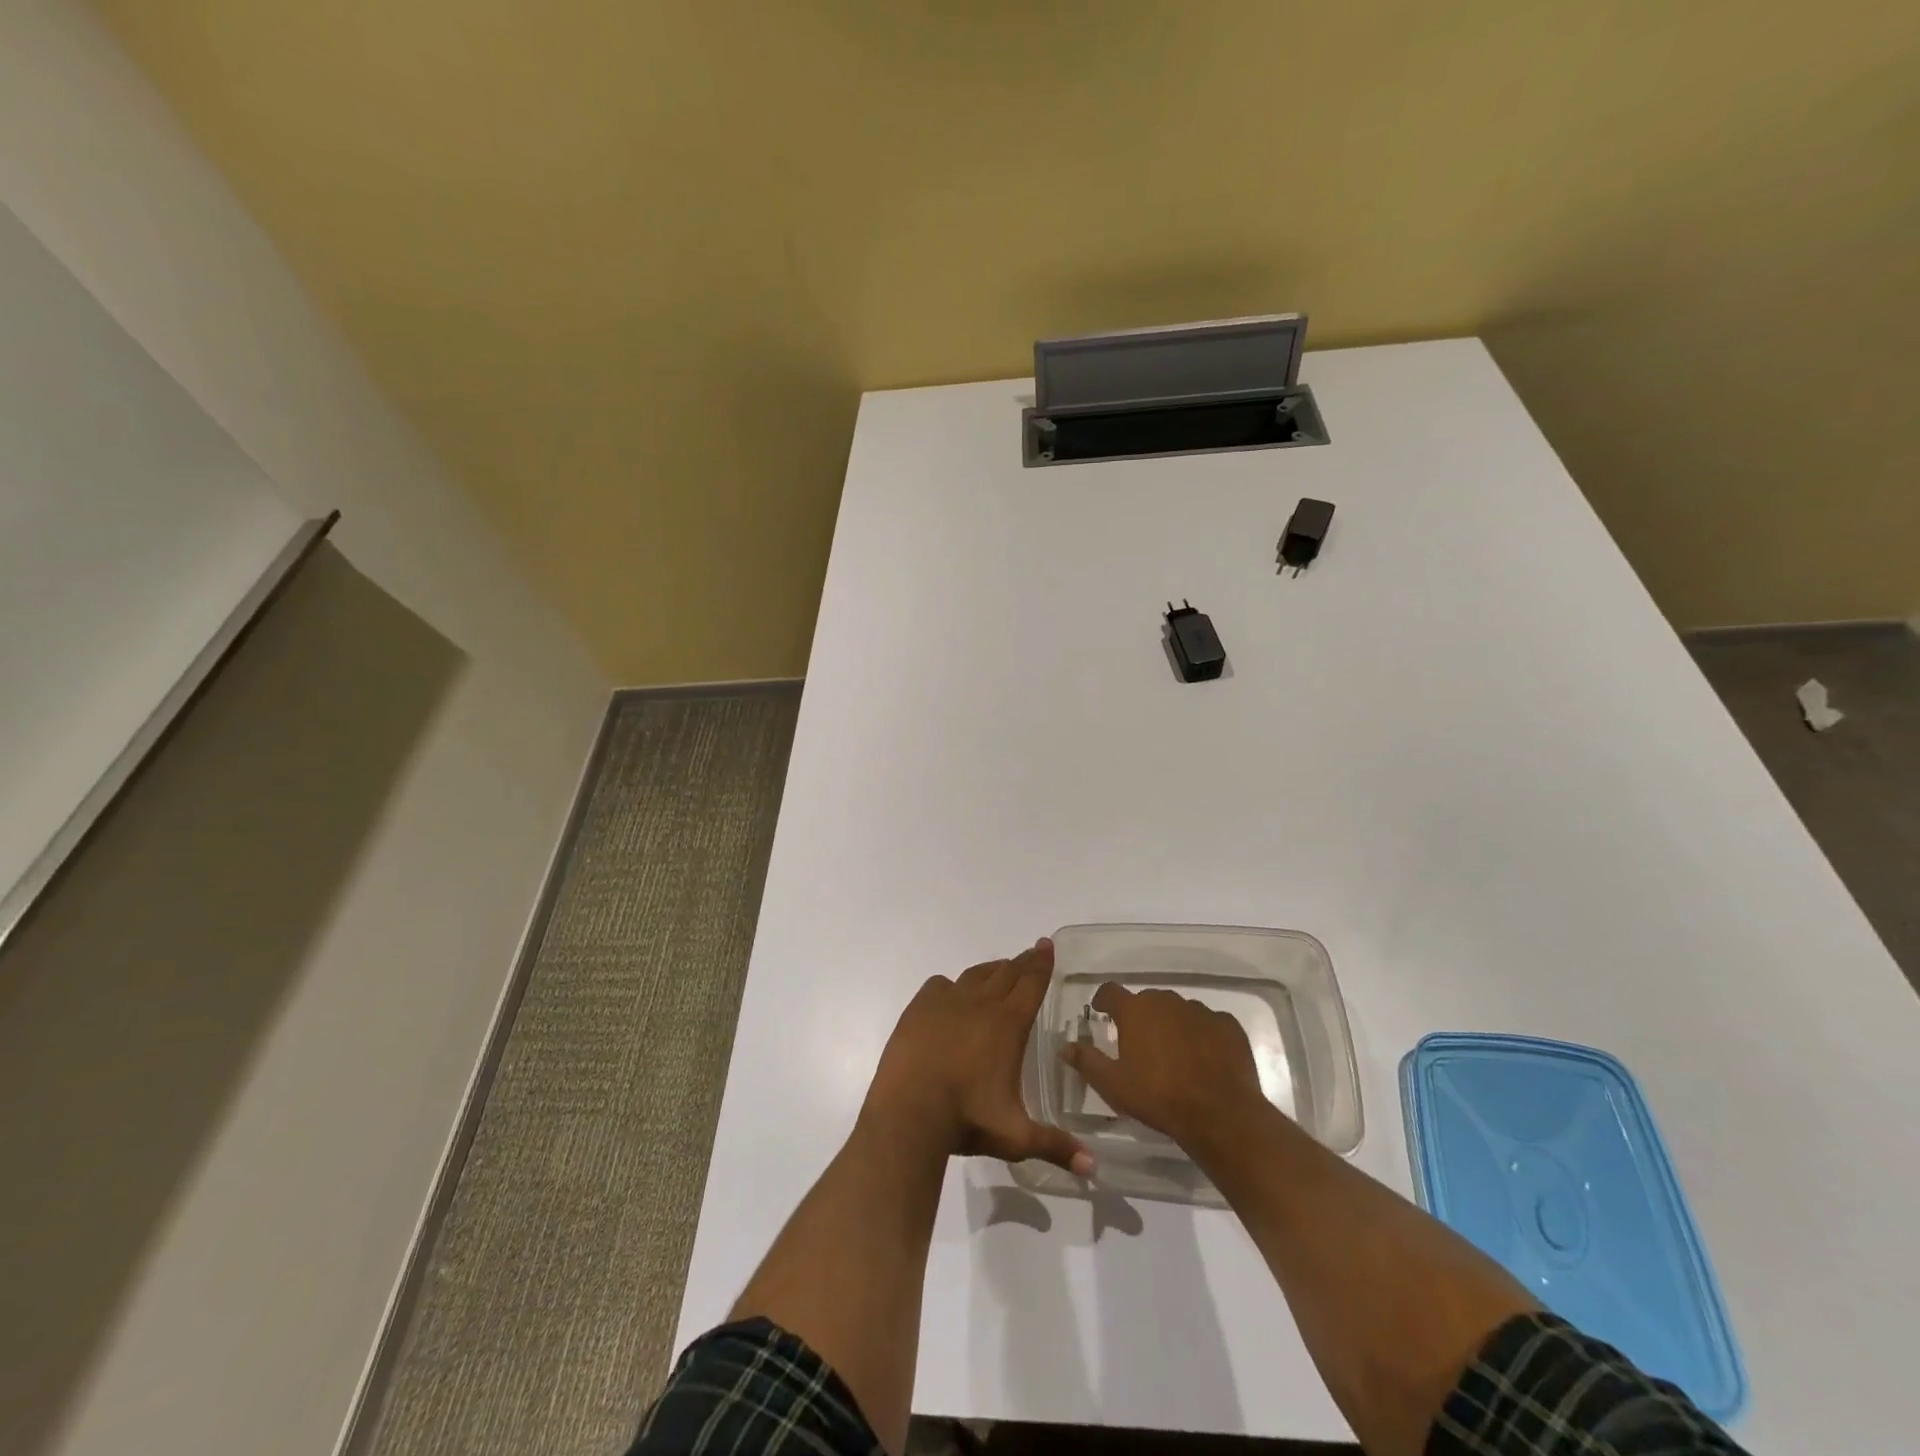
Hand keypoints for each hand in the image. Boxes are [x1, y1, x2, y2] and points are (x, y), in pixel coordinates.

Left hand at [864, 938, 1092, 1175]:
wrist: (909, 1113)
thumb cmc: (967, 1120)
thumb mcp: (1016, 1137)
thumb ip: (1055, 1146)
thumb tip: (1094, 1169)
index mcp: (1008, 1025)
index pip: (1031, 983)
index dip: (1042, 963)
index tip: (1046, 945)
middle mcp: (981, 1003)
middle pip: (1006, 973)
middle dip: (1022, 962)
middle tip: (1030, 953)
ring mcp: (947, 1002)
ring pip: (975, 975)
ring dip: (991, 971)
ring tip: (999, 971)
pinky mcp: (919, 1008)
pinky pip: (941, 985)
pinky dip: (952, 985)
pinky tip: (952, 993)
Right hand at [1059, 983, 1269, 1152]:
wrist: (1220, 1113)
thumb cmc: (1158, 1097)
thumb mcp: (1113, 1085)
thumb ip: (1087, 1061)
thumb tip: (1064, 1047)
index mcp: (1135, 1010)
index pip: (1110, 991)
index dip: (1103, 1000)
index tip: (1101, 1012)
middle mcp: (1166, 1001)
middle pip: (1146, 1000)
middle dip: (1139, 1016)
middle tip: (1137, 1041)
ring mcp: (1200, 1010)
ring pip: (1178, 1010)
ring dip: (1171, 1024)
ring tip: (1172, 1052)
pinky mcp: (1228, 1025)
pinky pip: (1208, 1023)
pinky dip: (1201, 1034)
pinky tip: (1203, 1057)